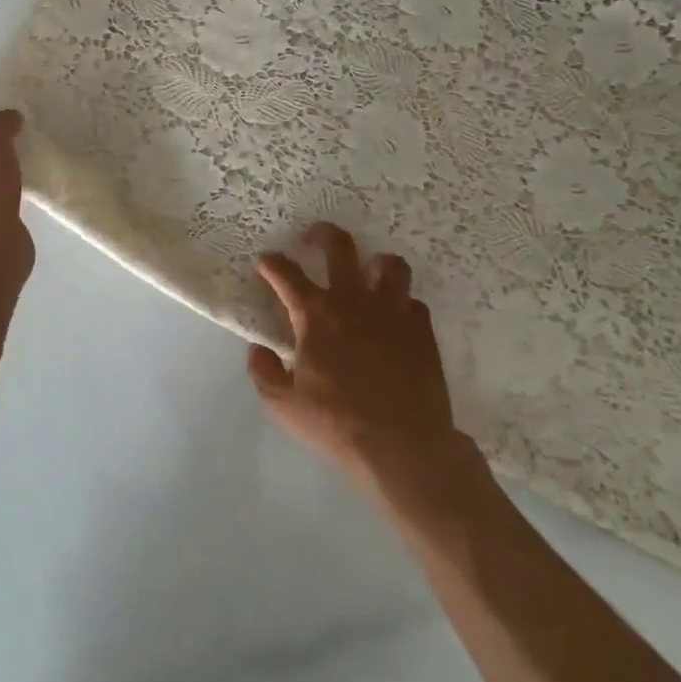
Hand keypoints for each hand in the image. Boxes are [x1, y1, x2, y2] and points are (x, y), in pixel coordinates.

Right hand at [247, 223, 461, 498]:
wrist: (404, 447)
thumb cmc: (338, 424)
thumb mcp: (284, 405)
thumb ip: (264, 372)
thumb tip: (258, 349)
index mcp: (316, 314)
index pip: (286, 273)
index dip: (272, 263)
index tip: (266, 262)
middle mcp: (354, 300)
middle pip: (340, 247)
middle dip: (323, 235)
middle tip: (314, 238)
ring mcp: (392, 311)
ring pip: (389, 265)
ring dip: (374, 264)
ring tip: (368, 274)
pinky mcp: (422, 329)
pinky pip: (412, 301)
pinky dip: (401, 304)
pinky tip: (395, 319)